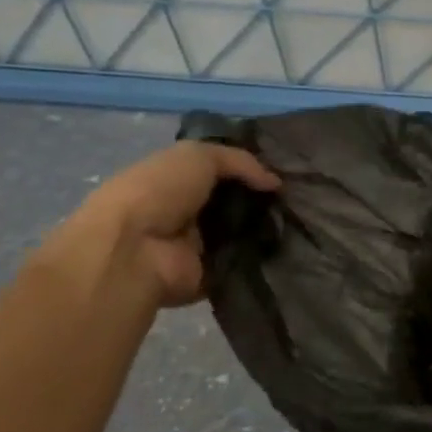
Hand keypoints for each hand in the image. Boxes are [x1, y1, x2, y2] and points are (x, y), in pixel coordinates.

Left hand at [50, 141, 278, 307]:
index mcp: (176, 181)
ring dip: (268, 228)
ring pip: (245, 233)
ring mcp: (198, 247)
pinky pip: (245, 263)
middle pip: (236, 203)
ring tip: (299, 221)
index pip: (221, 172)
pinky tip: (288, 247)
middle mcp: (187, 213)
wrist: (133, 250)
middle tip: (298, 198)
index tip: (285, 173)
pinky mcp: (210, 276)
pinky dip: (264, 257)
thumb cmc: (157, 192)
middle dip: (265, 201)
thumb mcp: (198, 156)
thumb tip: (275, 182)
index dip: (252, 170)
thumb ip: (240, 161)